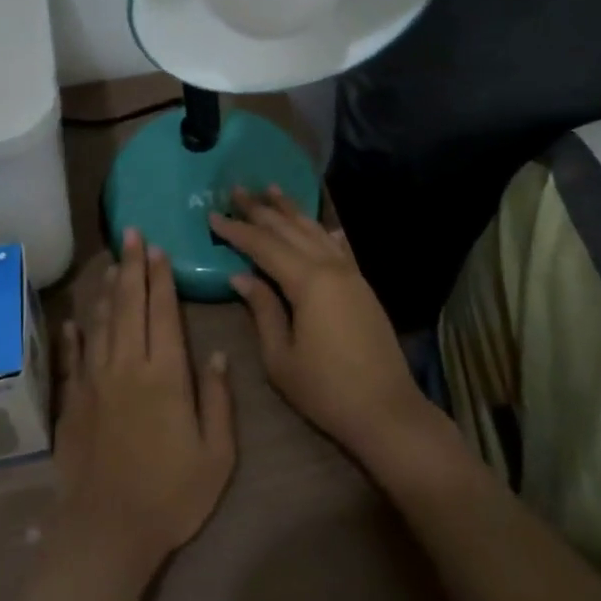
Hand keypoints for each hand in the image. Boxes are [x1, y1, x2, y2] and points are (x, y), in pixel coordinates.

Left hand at [52, 230, 235, 576]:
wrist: (107, 532)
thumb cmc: (171, 495)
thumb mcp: (216, 455)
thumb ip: (217, 399)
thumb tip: (216, 354)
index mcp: (165, 375)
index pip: (163, 313)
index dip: (161, 278)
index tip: (159, 249)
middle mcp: (127, 366)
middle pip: (129, 305)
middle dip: (133, 267)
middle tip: (132, 234)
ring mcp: (95, 381)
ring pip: (101, 323)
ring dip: (108, 290)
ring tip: (112, 263)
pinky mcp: (72, 401)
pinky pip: (73, 357)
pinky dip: (74, 334)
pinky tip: (74, 319)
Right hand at [210, 189, 440, 465]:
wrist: (387, 411)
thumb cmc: (327, 390)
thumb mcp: (281, 358)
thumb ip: (263, 310)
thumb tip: (241, 276)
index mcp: (308, 282)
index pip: (264, 246)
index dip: (237, 230)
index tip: (213, 215)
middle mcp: (331, 268)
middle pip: (290, 230)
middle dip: (261, 209)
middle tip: (237, 189)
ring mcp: (351, 274)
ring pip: (316, 232)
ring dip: (292, 211)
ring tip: (272, 189)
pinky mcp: (363, 287)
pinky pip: (340, 248)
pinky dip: (324, 231)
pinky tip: (322, 224)